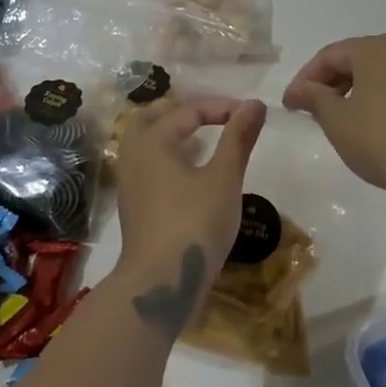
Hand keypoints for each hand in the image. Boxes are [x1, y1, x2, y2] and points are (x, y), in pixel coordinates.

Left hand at [114, 95, 266, 332]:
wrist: (160, 283)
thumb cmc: (194, 224)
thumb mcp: (224, 178)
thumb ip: (238, 138)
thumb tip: (255, 103)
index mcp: (152, 141)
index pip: (188, 110)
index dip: (222, 106)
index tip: (252, 114)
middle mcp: (134, 155)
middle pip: (154, 117)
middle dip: (186, 111)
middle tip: (217, 115)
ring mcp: (130, 182)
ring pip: (147, 142)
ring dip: (174, 133)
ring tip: (205, 138)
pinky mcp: (134, 205)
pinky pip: (149, 165)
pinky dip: (169, 156)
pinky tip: (193, 171)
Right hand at [282, 34, 385, 204]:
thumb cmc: (384, 140)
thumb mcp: (338, 121)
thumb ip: (314, 98)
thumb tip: (301, 89)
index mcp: (375, 49)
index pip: (329, 56)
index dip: (304, 79)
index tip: (289, 106)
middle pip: (356, 61)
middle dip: (330, 85)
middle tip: (311, 112)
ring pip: (379, 75)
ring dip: (354, 94)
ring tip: (340, 122)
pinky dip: (379, 102)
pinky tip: (374, 129)